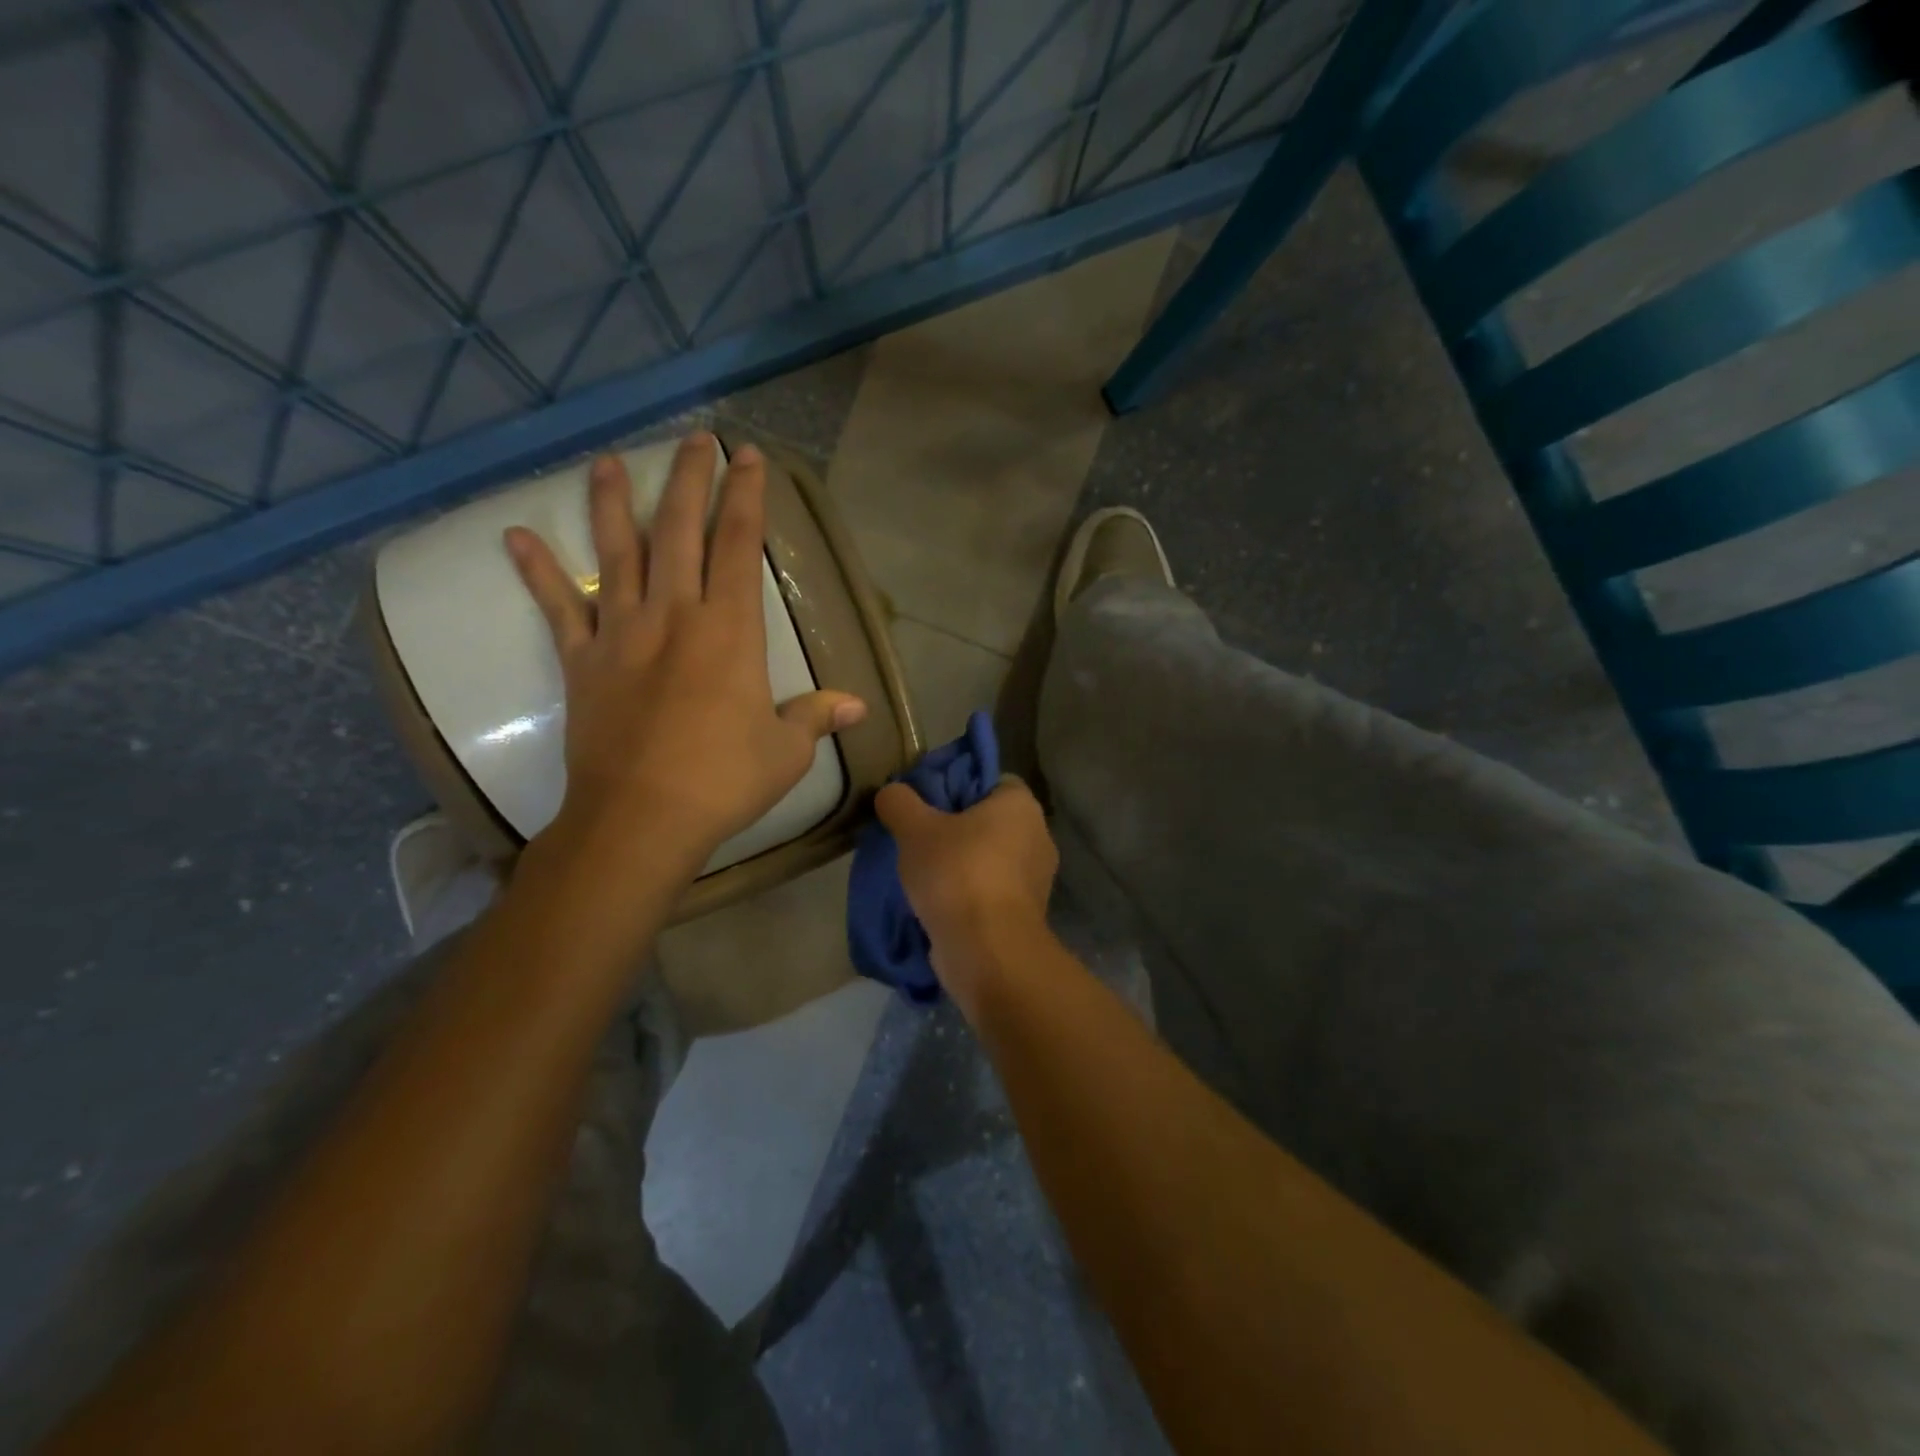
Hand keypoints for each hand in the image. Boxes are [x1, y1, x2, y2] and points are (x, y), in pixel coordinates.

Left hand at [506, 433, 865, 871]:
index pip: (739, 545)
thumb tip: (856, 706)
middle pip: (679, 530)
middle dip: (689, 479)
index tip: (747, 457)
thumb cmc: (723, 781)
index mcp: (730, 630)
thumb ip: (815, 717)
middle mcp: (675, 615)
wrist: (641, 818)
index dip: (746, 496)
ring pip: (616, 553)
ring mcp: (622, 633)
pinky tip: (516, 537)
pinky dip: (538, 573)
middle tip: (694, 439)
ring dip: (611, 503)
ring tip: (607, 461)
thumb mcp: (785, 752)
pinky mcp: (582, 661)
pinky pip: (558, 608)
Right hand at [874, 778, 1057, 1015]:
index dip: (957, 787)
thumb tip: (891, 793)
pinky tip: (938, 905)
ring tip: (922, 875)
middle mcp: (1038, 836)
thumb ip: (900, 803)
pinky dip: (969, 897)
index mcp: (1021, 805)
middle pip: (989, 822)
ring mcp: (1037, 880)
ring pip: (990, 860)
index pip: (991, 781)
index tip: (927, 804)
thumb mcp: (915, 829)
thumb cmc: (958, 874)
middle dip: (956, 830)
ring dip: (961, 867)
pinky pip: (991, 893)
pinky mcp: (1027, 915)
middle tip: (918, 839)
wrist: (988, 952)